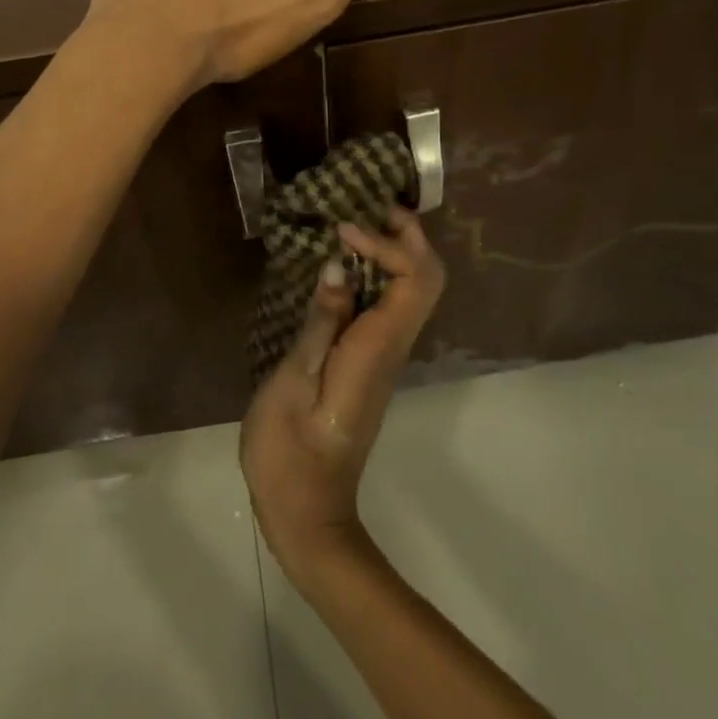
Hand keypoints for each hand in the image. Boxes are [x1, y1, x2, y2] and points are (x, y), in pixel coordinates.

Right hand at [240, 210, 445, 589]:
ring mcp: (385, 355)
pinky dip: (377, 272)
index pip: (414, 278)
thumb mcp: (293, 381)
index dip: (387, 242)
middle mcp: (393, 347)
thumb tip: (339, 267)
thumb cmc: (290, 450)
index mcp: (378, 348)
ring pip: (414, 289)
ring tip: (353, 222)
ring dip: (394, 249)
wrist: (307, 512)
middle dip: (406, 235)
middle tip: (367, 206)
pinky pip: (390, 304)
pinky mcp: (371, 362)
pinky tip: (342, 264)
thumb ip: (320, 323)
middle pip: (427, 279)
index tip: (341, 229)